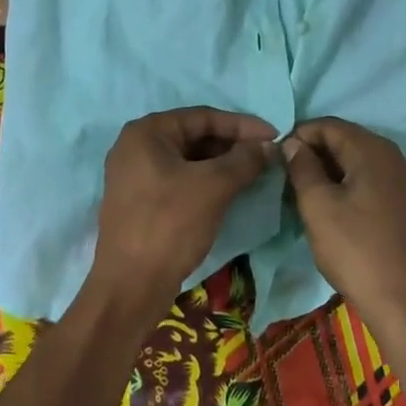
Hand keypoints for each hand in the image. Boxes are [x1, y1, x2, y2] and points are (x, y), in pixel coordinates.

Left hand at [90, 108, 277, 323]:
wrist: (130, 288)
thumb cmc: (170, 225)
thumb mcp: (213, 187)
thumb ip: (244, 160)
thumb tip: (270, 146)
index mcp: (146, 132)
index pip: (203, 117)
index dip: (242, 125)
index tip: (275, 135)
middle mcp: (136, 146)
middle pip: (195, 136)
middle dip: (232, 145)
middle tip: (267, 156)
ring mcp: (135, 175)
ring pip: (188, 160)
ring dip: (222, 165)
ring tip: (255, 173)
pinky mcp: (140, 201)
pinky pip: (179, 179)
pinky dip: (206, 181)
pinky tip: (230, 191)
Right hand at [284, 118, 405, 342]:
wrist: (405, 305)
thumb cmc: (355, 250)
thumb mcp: (318, 206)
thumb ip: (302, 167)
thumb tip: (294, 144)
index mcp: (373, 150)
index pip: (329, 125)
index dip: (300, 135)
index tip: (278, 155)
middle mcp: (395, 158)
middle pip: (348, 140)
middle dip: (316, 152)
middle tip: (289, 175)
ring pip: (361, 162)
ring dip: (333, 170)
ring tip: (307, 192)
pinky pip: (374, 181)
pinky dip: (352, 185)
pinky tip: (336, 208)